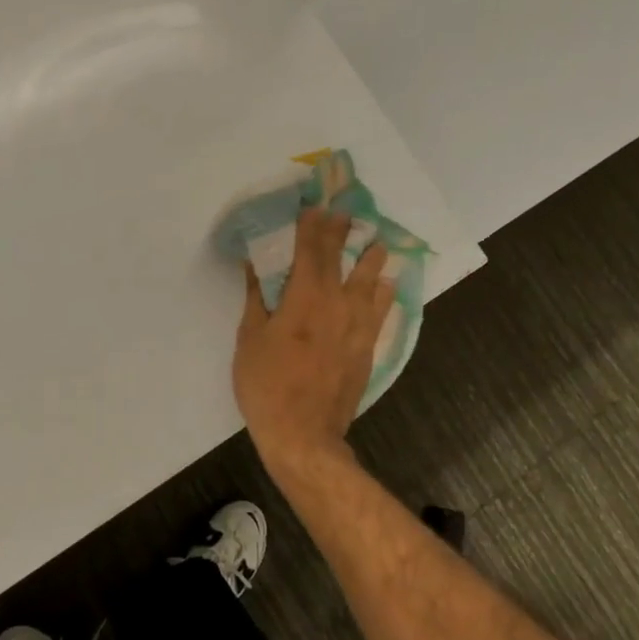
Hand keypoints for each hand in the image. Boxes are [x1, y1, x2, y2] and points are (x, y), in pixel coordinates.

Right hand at [233, 206, 394, 475]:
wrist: (303, 434)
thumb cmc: (266, 384)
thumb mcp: (250, 337)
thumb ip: (257, 297)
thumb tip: (255, 263)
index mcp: (304, 297)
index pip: (310, 250)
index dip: (312, 225)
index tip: (315, 205)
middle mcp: (337, 304)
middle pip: (341, 259)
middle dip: (342, 232)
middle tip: (347, 211)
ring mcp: (357, 326)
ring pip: (370, 282)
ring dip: (372, 259)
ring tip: (377, 243)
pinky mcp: (367, 347)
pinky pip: (381, 311)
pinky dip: (385, 293)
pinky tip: (388, 284)